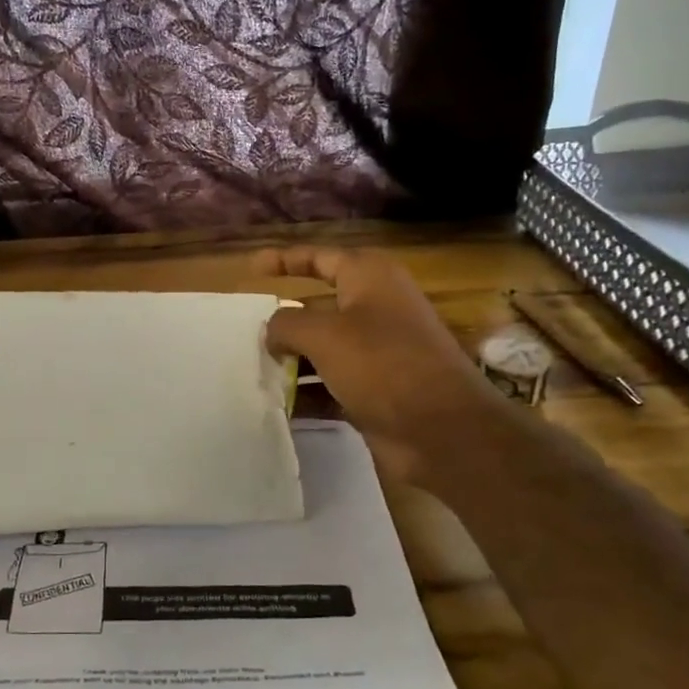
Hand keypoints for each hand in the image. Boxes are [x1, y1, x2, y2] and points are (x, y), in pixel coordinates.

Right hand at [258, 248, 503, 483]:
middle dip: (284, 319)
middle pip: (319, 306)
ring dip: (291, 360)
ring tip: (254, 370)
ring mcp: (378, 353)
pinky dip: (307, 392)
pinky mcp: (376, 390)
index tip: (252, 268)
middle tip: (246, 331)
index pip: (321, 258)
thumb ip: (287, 324)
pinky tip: (278, 404)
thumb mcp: (324, 334)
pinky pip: (331, 384)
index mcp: (370, 280)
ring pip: (323, 349)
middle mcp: (376, 310)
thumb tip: (272, 331)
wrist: (441, 430)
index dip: (286, 259)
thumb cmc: (382, 364)